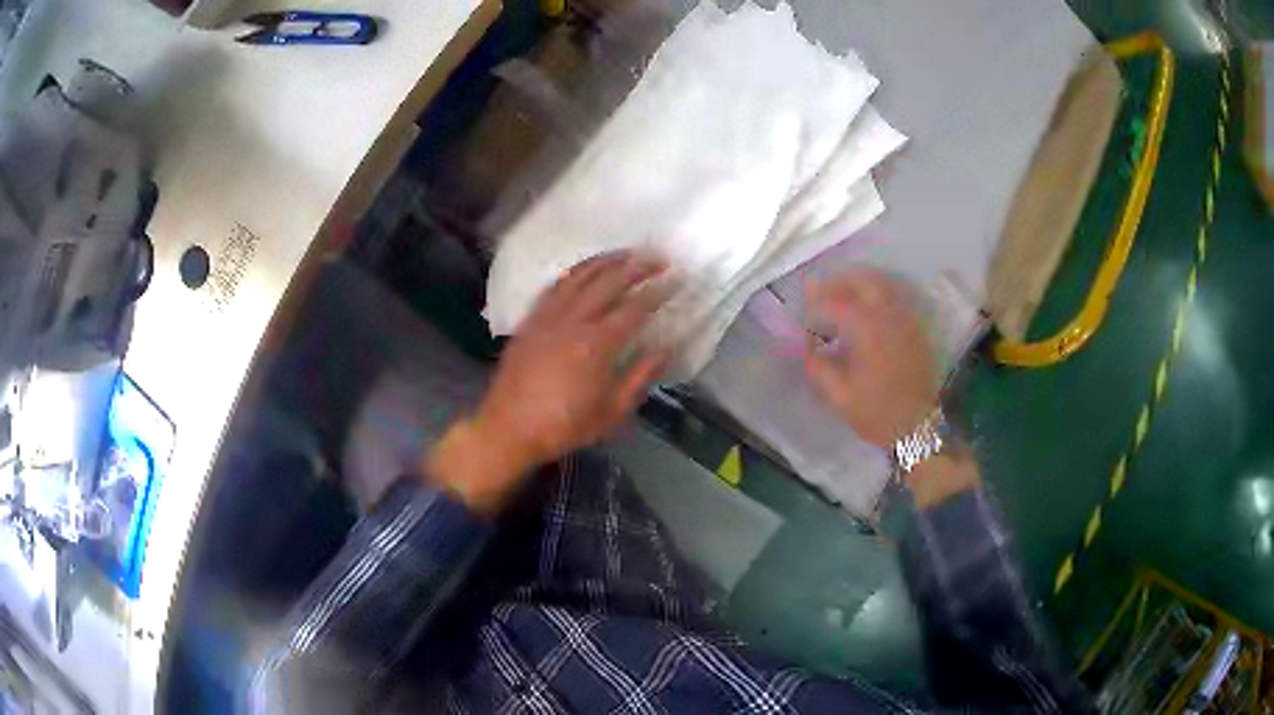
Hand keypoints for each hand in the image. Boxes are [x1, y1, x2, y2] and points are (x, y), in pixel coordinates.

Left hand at [426, 251, 670, 512]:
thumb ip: (640, 377)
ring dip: (606, 260)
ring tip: (627, 253)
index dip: (658, 291)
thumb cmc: (563, 427)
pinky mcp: (530, 319)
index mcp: (596, 345)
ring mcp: (548, 316)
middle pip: (609, 281)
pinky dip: (575, 272)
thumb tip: (665, 349)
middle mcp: (572, 321)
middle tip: (659, 256)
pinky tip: (586, 269)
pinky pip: (555, 285)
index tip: (677, 279)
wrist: (508, 428)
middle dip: (637, 265)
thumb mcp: (611, 413)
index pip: (634, 308)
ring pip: (580, 275)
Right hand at [803, 268, 937, 447]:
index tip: (802, 305)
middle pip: (863, 280)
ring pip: (882, 284)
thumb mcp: (839, 397)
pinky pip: (894, 297)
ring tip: (841, 296)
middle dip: (839, 281)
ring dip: (858, 283)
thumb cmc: (877, 414)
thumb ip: (817, 365)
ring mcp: (906, 319)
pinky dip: (876, 294)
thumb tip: (805, 344)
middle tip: (820, 291)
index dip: (817, 300)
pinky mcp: (915, 328)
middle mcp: (889, 316)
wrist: (918, 426)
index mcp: (869, 331)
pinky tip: (864, 309)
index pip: (837, 302)